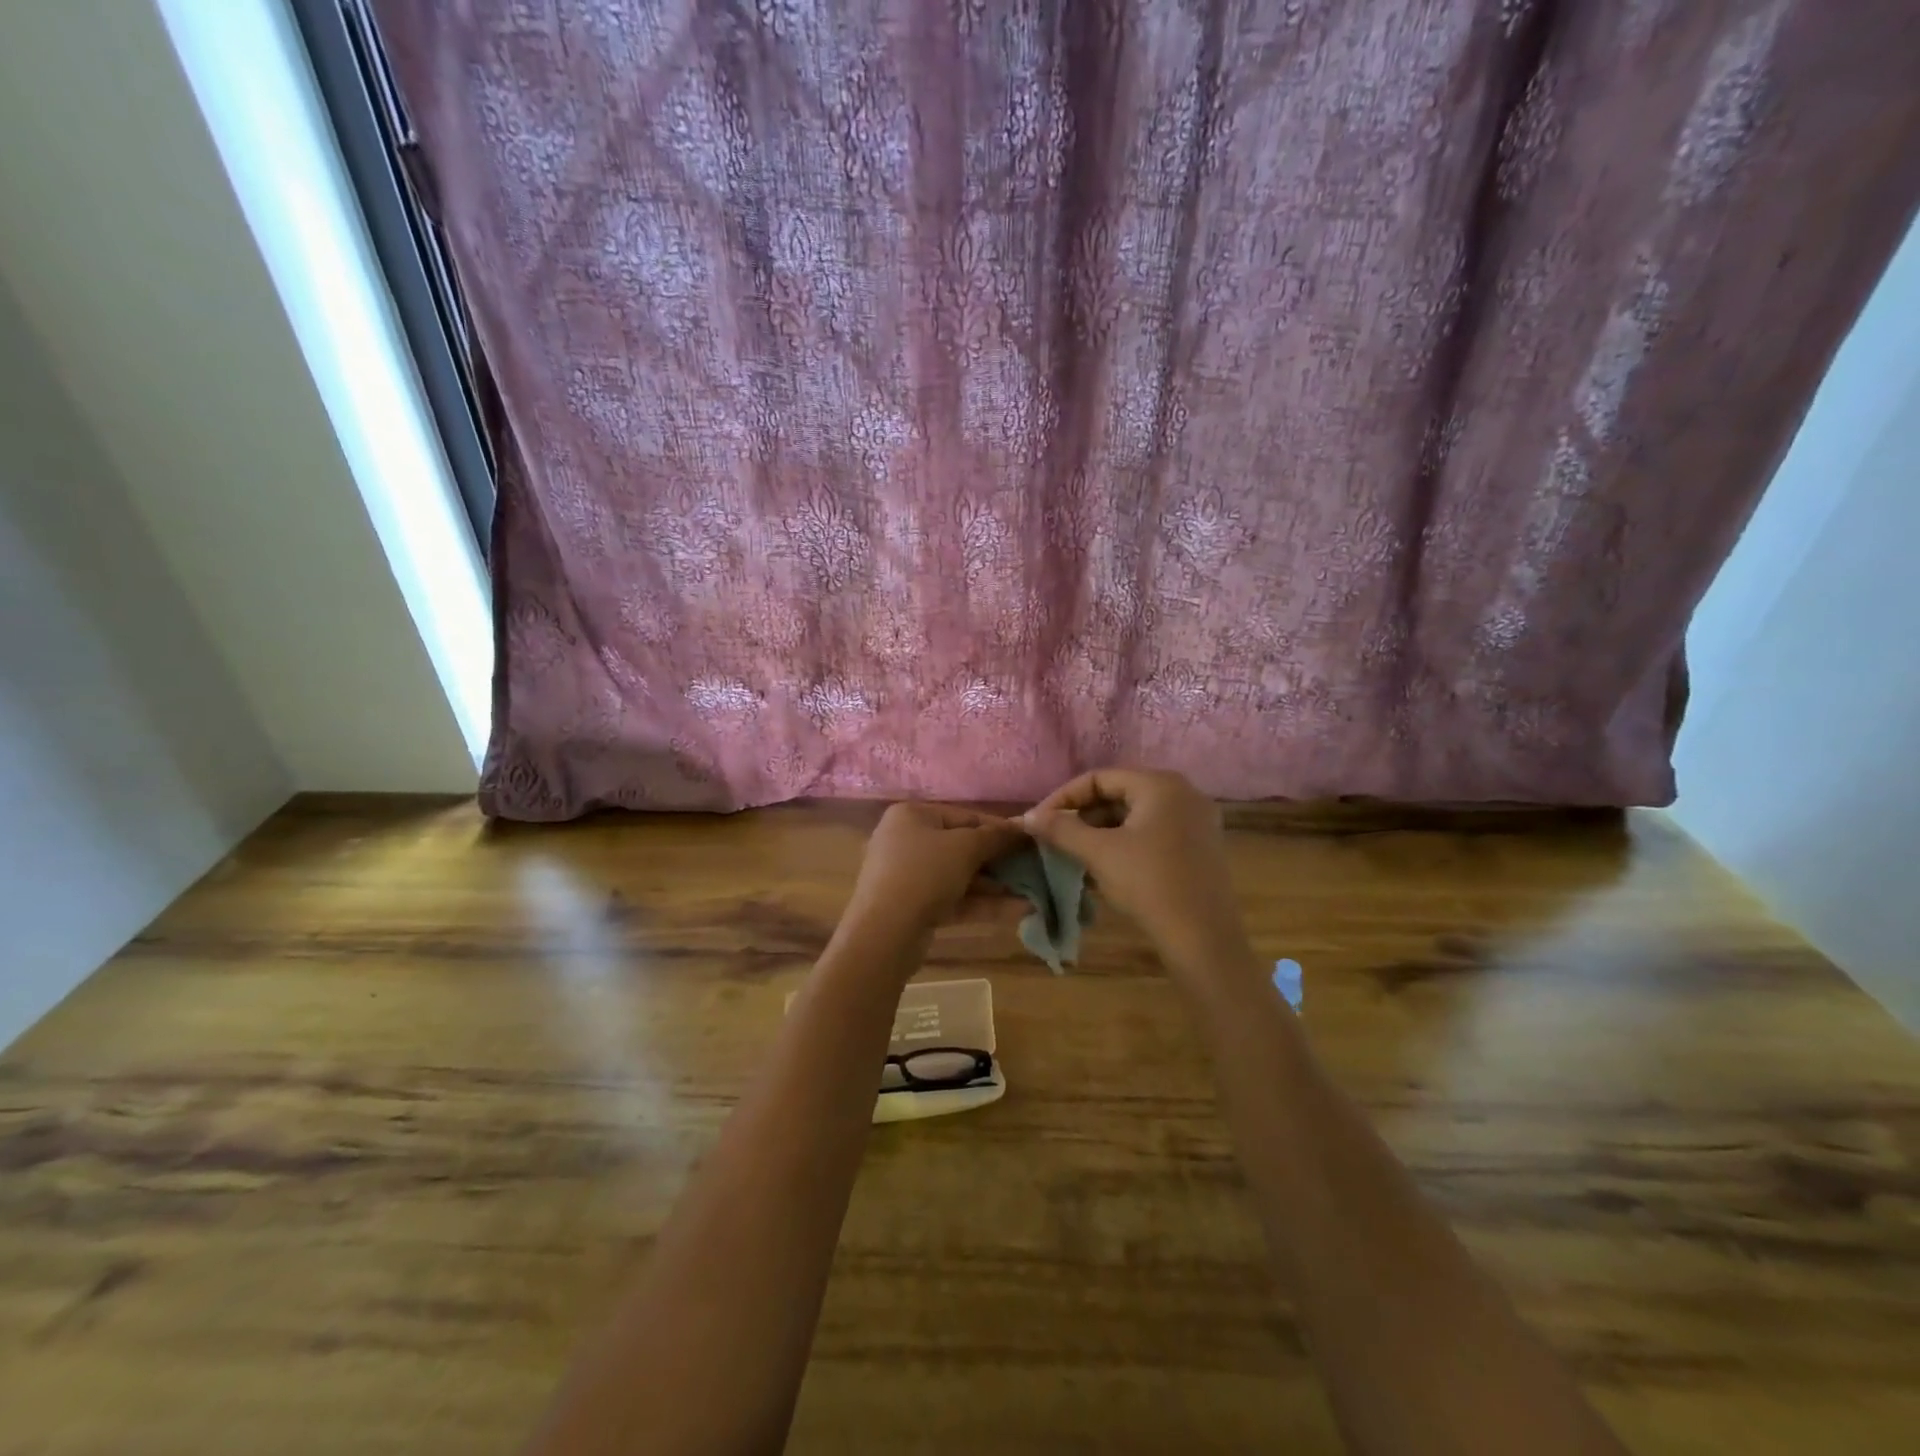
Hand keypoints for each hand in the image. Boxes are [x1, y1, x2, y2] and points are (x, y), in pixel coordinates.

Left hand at [842, 802, 1024, 941]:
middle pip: (962, 847)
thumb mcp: (965, 848)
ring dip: (996, 885)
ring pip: (960, 876)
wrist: (885, 933)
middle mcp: (906, 841)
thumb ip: (996, 837)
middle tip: (1034, 868)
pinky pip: (954, 899)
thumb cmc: (924, 873)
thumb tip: (1023, 828)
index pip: (965, 816)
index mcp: (912, 816)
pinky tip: (1020, 910)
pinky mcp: (915, 907)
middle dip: (999, 860)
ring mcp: (909, 876)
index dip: (1000, 828)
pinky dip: (983, 903)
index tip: (1030, 840)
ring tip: (1034, 892)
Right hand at [1022, 769, 1247, 972]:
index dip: (1064, 798)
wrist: (1203, 938)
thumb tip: (1027, 816)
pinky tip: (1105, 867)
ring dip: (1102, 832)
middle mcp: (1184, 793)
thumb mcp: (1099, 853)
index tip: (1040, 822)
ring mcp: (1197, 821)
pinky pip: (1153, 833)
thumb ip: (1061, 829)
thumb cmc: (1148, 884)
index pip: (1099, 778)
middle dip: (1083, 815)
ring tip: (1074, 854)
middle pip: (1119, 794)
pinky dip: (1125, 844)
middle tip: (1055, 838)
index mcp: (1160, 784)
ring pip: (1136, 816)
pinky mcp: (1201, 847)